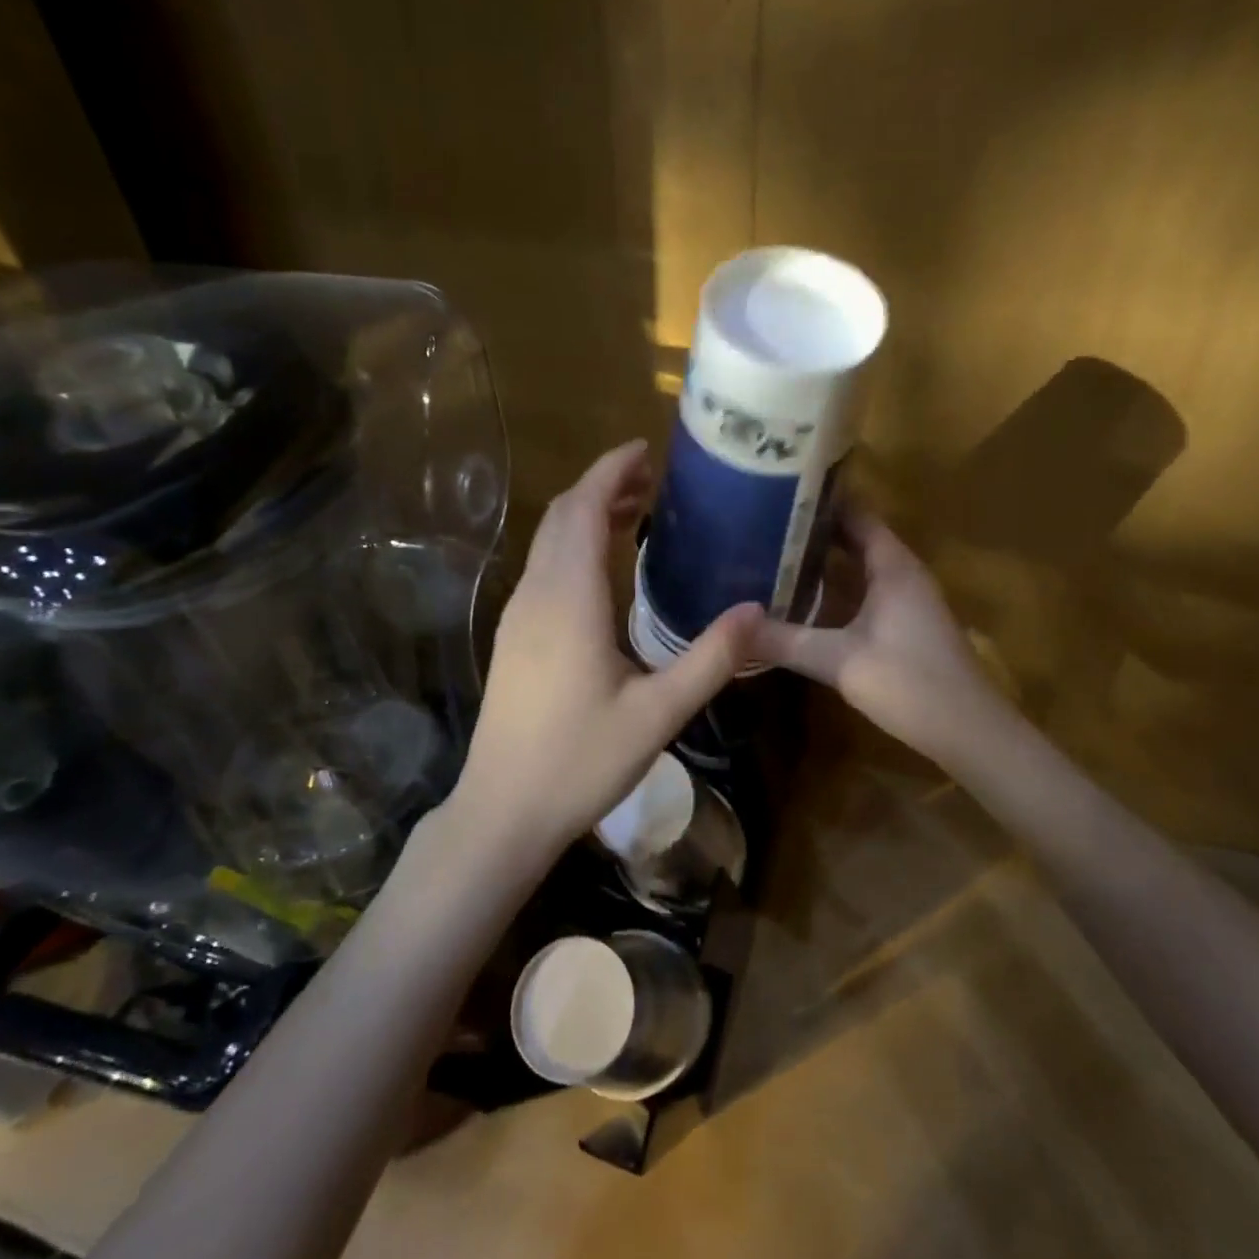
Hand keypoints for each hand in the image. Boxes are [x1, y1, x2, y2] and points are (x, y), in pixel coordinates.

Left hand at [448, 440, 759, 858]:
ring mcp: (519, 616)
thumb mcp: (658, 714)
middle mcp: (537, 595)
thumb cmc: (580, 762)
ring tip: (634, 510)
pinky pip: (544, 568)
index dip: (610, 471)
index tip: (645, 449)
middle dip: (602, 485)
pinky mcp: (515, 637)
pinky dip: (573, 545)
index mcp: (569, 600)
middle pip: (562, 517)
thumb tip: (757, 610)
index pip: (582, 509)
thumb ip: (710, 659)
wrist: (502, 810)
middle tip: (652, 477)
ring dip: (585, 514)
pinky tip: (603, 568)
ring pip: (549, 542)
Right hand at [749, 510, 1002, 767]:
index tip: (776, 490)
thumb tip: (731, 625)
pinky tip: (800, 601)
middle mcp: (902, 574)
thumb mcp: (839, 660)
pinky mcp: (903, 626)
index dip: (820, 500)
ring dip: (821, 563)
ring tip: (770, 555)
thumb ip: (784, 641)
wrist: (969, 733)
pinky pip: (862, 594)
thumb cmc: (910, 683)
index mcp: (893, 566)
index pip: (855, 514)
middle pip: (854, 538)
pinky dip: (833, 591)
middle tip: (760, 524)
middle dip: (812, 531)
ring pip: (858, 569)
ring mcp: (905, 601)